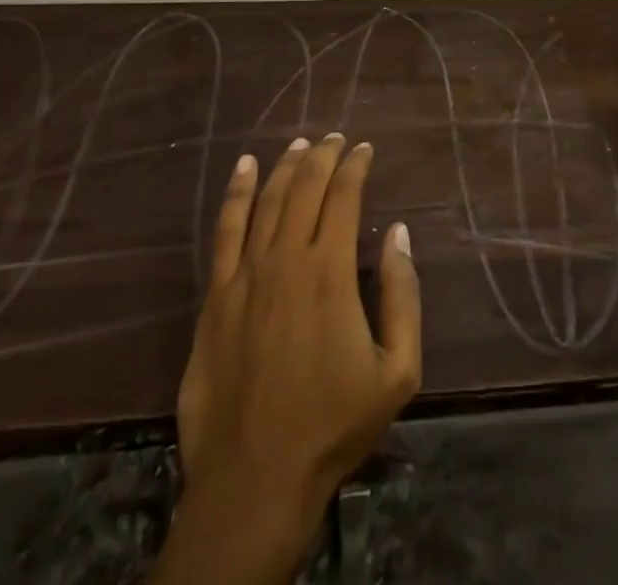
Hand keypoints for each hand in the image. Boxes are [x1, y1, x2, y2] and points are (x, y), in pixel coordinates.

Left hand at [157, 134, 420, 584]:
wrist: (254, 480)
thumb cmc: (333, 425)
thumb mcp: (396, 371)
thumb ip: (402, 295)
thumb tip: (398, 234)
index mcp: (329, 273)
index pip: (343, 197)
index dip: (355, 166)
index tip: (365, 149)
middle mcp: (285, 260)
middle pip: (304, 188)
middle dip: (323, 156)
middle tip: (336, 137)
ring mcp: (244, 276)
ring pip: (266, 201)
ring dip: (285, 166)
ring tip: (300, 144)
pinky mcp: (215, 297)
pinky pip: (225, 231)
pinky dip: (236, 193)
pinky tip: (245, 168)